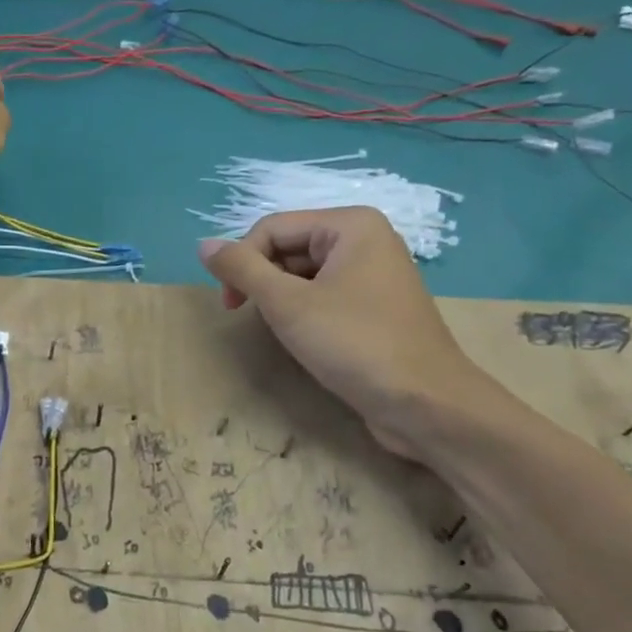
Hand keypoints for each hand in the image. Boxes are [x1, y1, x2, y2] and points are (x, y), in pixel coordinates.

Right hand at [199, 208, 503, 459]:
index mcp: (351, 225)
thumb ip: (241, 269)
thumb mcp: (287, 304)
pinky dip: (304, 312)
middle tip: (249, 317)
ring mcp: (374, 274)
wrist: (428, 406)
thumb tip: (203, 245)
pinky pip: (325, 295)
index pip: (272, 228)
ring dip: (281, 299)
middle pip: (289, 247)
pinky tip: (305, 340)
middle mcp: (366, 240)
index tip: (229, 304)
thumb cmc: (356, 344)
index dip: (242, 261)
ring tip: (281, 331)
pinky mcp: (376, 307)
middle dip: (263, 280)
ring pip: (304, 274)